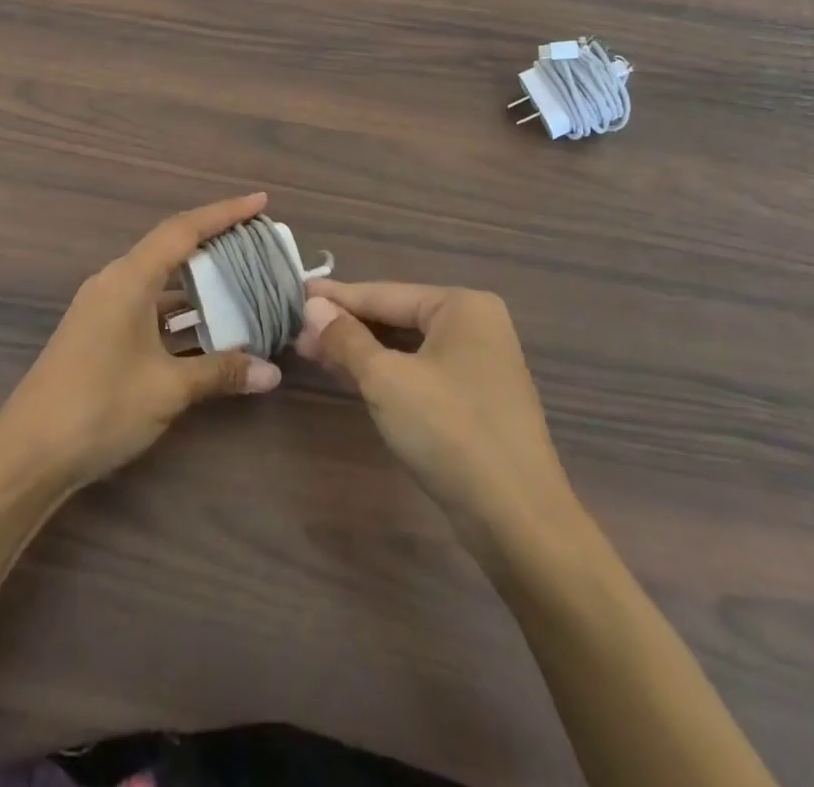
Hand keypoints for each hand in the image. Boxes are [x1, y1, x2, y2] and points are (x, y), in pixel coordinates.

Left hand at [0, 194, 281, 488]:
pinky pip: (148, 306)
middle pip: (171, 249)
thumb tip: (272, 373)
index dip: (224, 213)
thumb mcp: (167, 388)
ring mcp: (103, 308)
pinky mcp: (99, 333)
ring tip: (241, 286)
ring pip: (160, 281)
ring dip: (198, 284)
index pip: (183, 230)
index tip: (259, 201)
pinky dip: (179, 312)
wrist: (27, 455)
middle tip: (256, 244)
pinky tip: (206, 331)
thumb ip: (221, 372)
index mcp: (129, 279)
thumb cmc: (99, 407)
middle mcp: (115, 282)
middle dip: (214, 244)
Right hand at [298, 280, 570, 535]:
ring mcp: (481, 363)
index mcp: (462, 306)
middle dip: (347, 327)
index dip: (336, 298)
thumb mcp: (386, 380)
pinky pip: (422, 371)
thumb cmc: (449, 433)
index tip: (295, 295)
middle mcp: (476, 324)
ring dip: (363, 351)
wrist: (518, 520)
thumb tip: (312, 307)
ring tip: (313, 352)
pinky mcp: (478, 399)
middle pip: (397, 317)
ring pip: (408, 347)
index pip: (385, 293)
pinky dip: (387, 372)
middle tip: (297, 332)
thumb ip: (346, 339)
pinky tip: (352, 377)